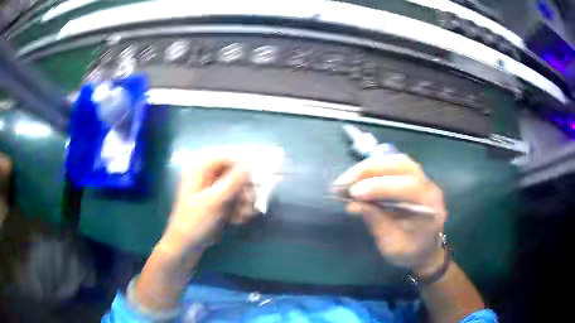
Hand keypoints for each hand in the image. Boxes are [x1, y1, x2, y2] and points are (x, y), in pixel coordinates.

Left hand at [160, 154, 250, 256]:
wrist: (186, 245)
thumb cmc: (195, 221)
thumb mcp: (214, 201)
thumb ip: (233, 180)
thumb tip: (251, 162)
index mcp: (200, 167)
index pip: (228, 155)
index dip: (246, 163)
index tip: (261, 176)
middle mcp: (208, 173)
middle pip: (236, 170)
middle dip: (246, 188)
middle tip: (252, 202)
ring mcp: (214, 187)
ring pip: (239, 185)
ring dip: (245, 200)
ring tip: (243, 215)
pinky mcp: (219, 199)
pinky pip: (237, 197)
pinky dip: (240, 207)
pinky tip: (238, 219)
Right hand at [334, 154, 446, 273]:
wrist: (426, 251)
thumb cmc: (410, 253)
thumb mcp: (392, 246)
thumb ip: (377, 223)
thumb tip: (353, 205)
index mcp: (430, 207)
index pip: (407, 187)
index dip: (379, 186)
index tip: (353, 194)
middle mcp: (429, 187)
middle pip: (401, 165)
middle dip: (370, 170)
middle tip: (343, 182)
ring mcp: (424, 179)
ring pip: (397, 160)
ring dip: (370, 166)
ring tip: (349, 178)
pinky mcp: (415, 177)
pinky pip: (396, 164)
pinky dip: (376, 167)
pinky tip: (361, 175)